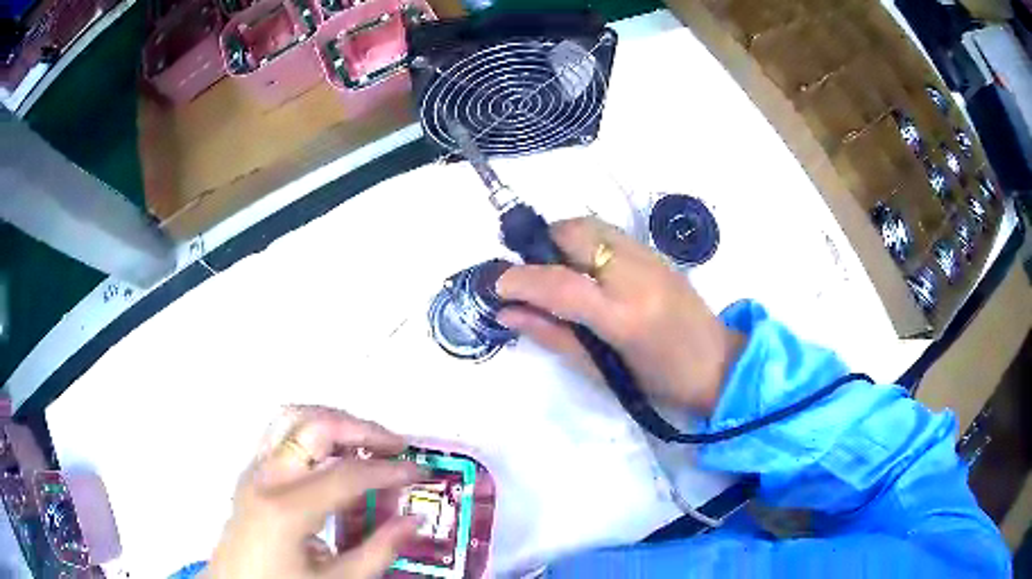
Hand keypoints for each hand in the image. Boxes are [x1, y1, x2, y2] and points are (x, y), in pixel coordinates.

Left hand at [205, 406, 422, 578]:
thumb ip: (378, 551)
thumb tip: (413, 521)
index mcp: (286, 509)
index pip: (346, 474)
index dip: (389, 470)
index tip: (419, 472)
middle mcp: (266, 477)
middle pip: (315, 427)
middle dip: (362, 429)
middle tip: (396, 445)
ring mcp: (254, 468)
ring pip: (294, 416)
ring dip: (335, 419)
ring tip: (367, 438)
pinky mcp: (251, 470)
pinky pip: (282, 430)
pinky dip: (313, 426)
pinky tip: (333, 448)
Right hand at [496, 217, 743, 414]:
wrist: (716, 363)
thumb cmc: (659, 382)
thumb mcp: (601, 371)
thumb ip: (553, 336)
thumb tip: (508, 313)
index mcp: (623, 317)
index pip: (561, 284)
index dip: (521, 280)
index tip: (498, 284)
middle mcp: (636, 276)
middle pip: (575, 234)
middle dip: (540, 245)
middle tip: (528, 273)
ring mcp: (650, 258)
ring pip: (591, 225)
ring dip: (561, 238)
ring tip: (552, 267)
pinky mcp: (656, 252)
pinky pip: (609, 232)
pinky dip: (584, 239)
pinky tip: (582, 265)